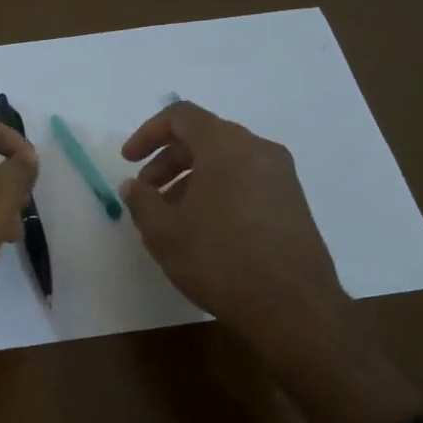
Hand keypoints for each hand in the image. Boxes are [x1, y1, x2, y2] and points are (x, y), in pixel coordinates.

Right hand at [119, 101, 358, 362]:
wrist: (294, 306)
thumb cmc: (220, 261)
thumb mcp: (164, 233)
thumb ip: (142, 202)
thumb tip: (134, 186)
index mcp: (226, 146)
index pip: (181, 116)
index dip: (148, 133)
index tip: (129, 161)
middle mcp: (258, 149)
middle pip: (204, 136)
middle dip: (168, 160)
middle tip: (147, 194)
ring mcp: (281, 175)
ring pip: (226, 160)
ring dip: (192, 178)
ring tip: (172, 217)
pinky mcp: (293, 201)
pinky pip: (246, 180)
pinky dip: (218, 190)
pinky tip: (206, 229)